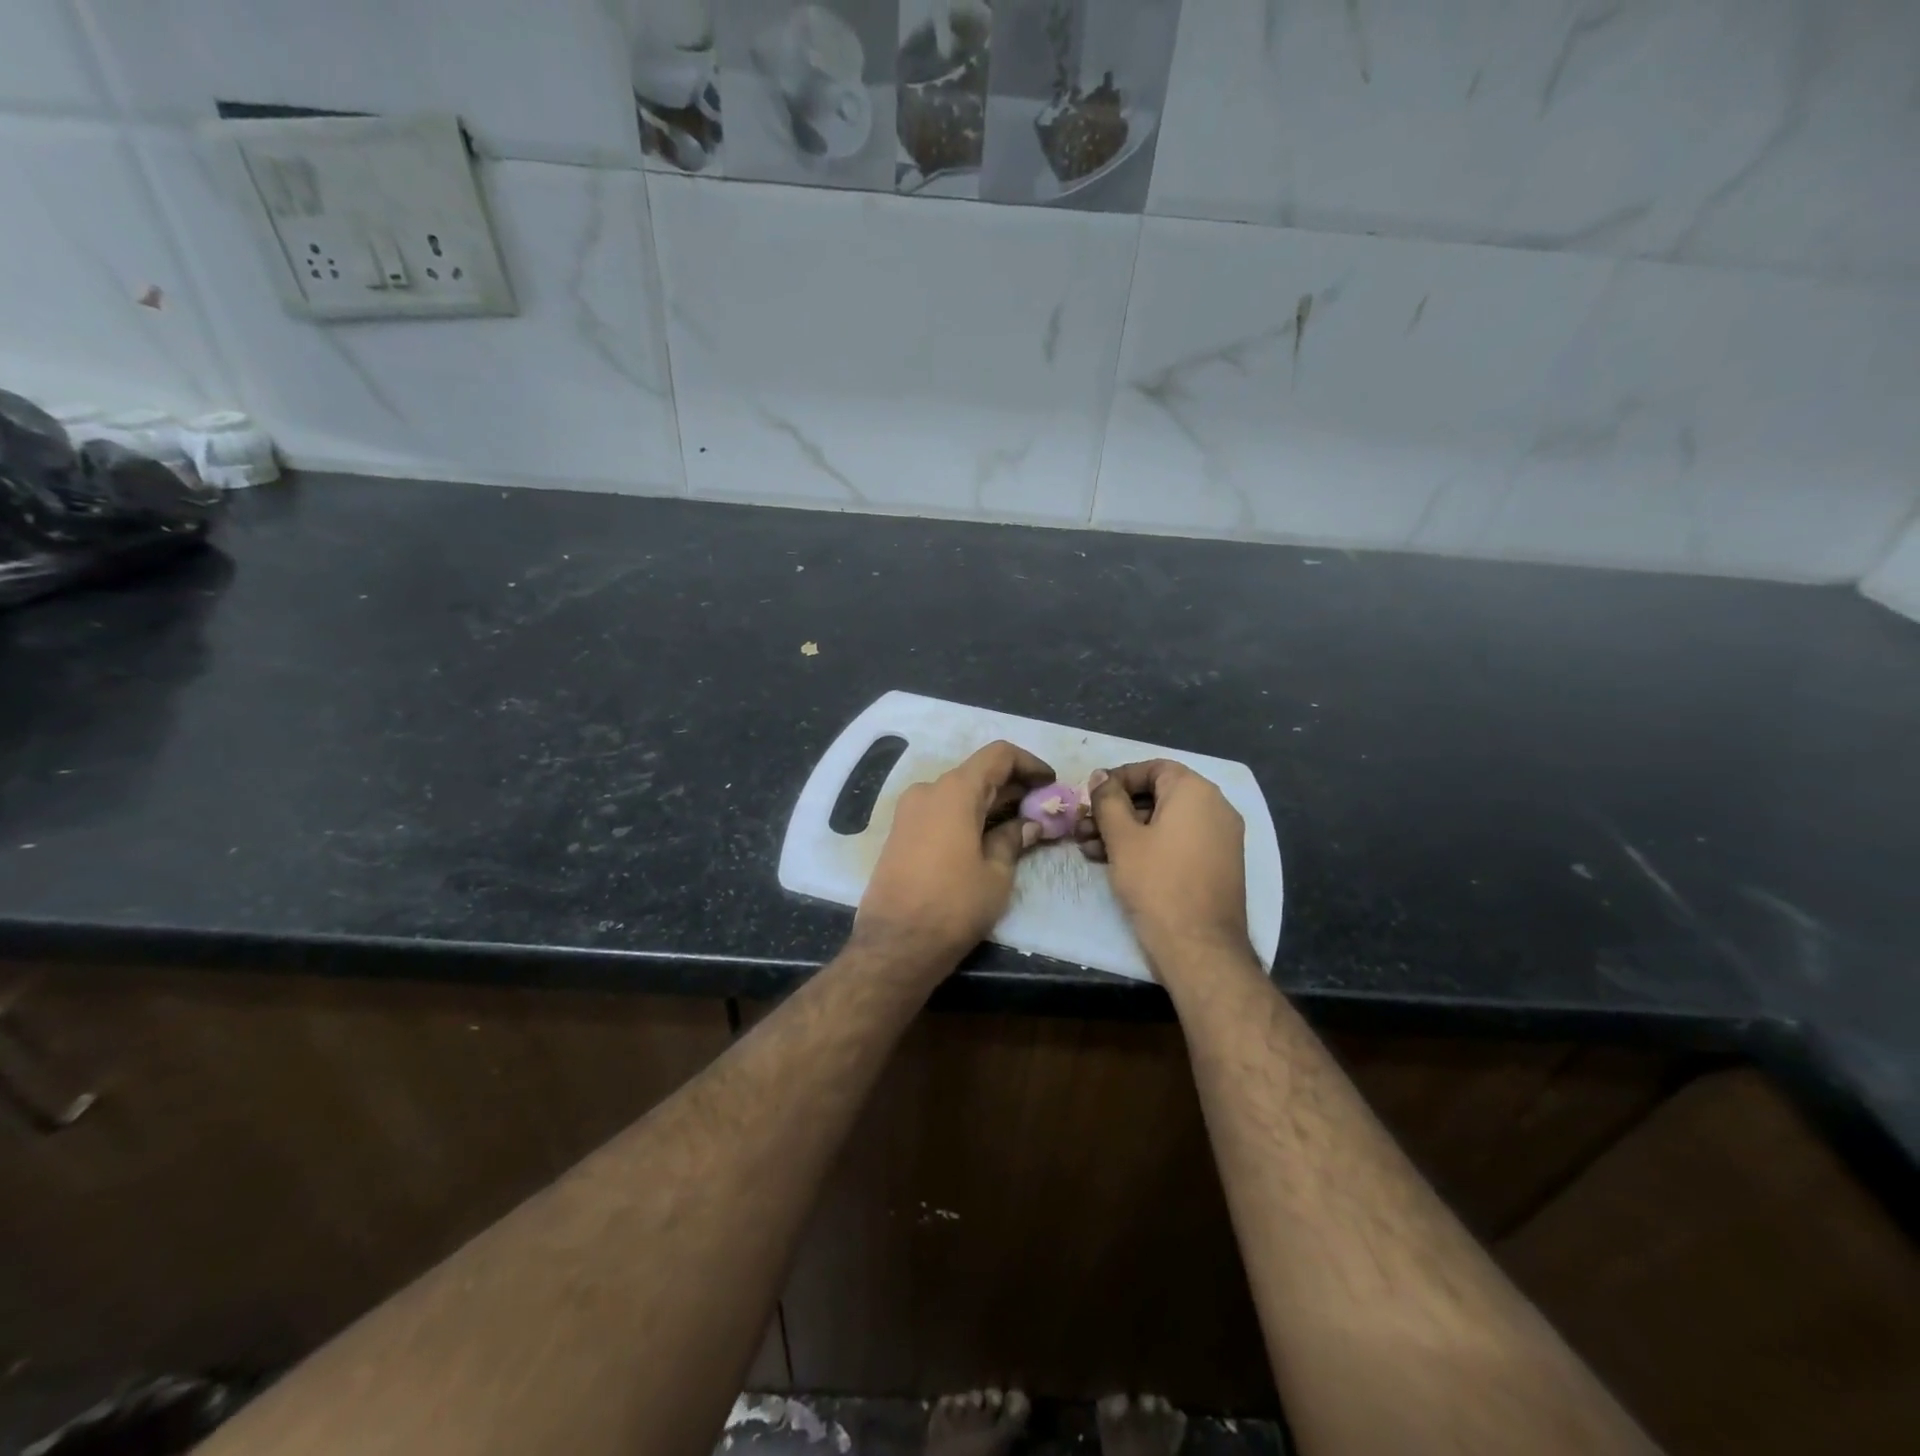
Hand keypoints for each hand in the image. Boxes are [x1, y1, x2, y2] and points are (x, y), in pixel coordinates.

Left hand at [855, 739, 1053, 968]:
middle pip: (978, 773)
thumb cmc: (953, 906)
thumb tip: (1030, 824)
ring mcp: (909, 811)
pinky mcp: (901, 832)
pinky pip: (941, 811)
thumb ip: (1014, 839)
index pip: (998, 755)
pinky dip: (968, 815)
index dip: (1029, 763)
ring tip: (1022, 824)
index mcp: (954, 791)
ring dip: (991, 802)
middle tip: (1043, 807)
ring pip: (959, 793)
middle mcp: (928, 790)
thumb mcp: (996, 874)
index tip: (1050, 782)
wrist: (895, 944)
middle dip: (1013, 786)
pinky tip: (989, 836)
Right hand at [1086, 760, 1249, 974]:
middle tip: (1084, 827)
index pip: (1153, 768)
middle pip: (1157, 795)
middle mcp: (1215, 807)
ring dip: (1126, 830)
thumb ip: (1108, 800)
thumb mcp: (1122, 838)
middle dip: (1116, 810)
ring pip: (1164, 821)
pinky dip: (1148, 846)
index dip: (1117, 779)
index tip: (1090, 798)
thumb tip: (1100, 776)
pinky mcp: (1216, 864)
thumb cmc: (1157, 883)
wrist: (1199, 947)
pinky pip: (1178, 841)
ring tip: (1090, 850)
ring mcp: (1220, 838)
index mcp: (1196, 792)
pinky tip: (1114, 862)